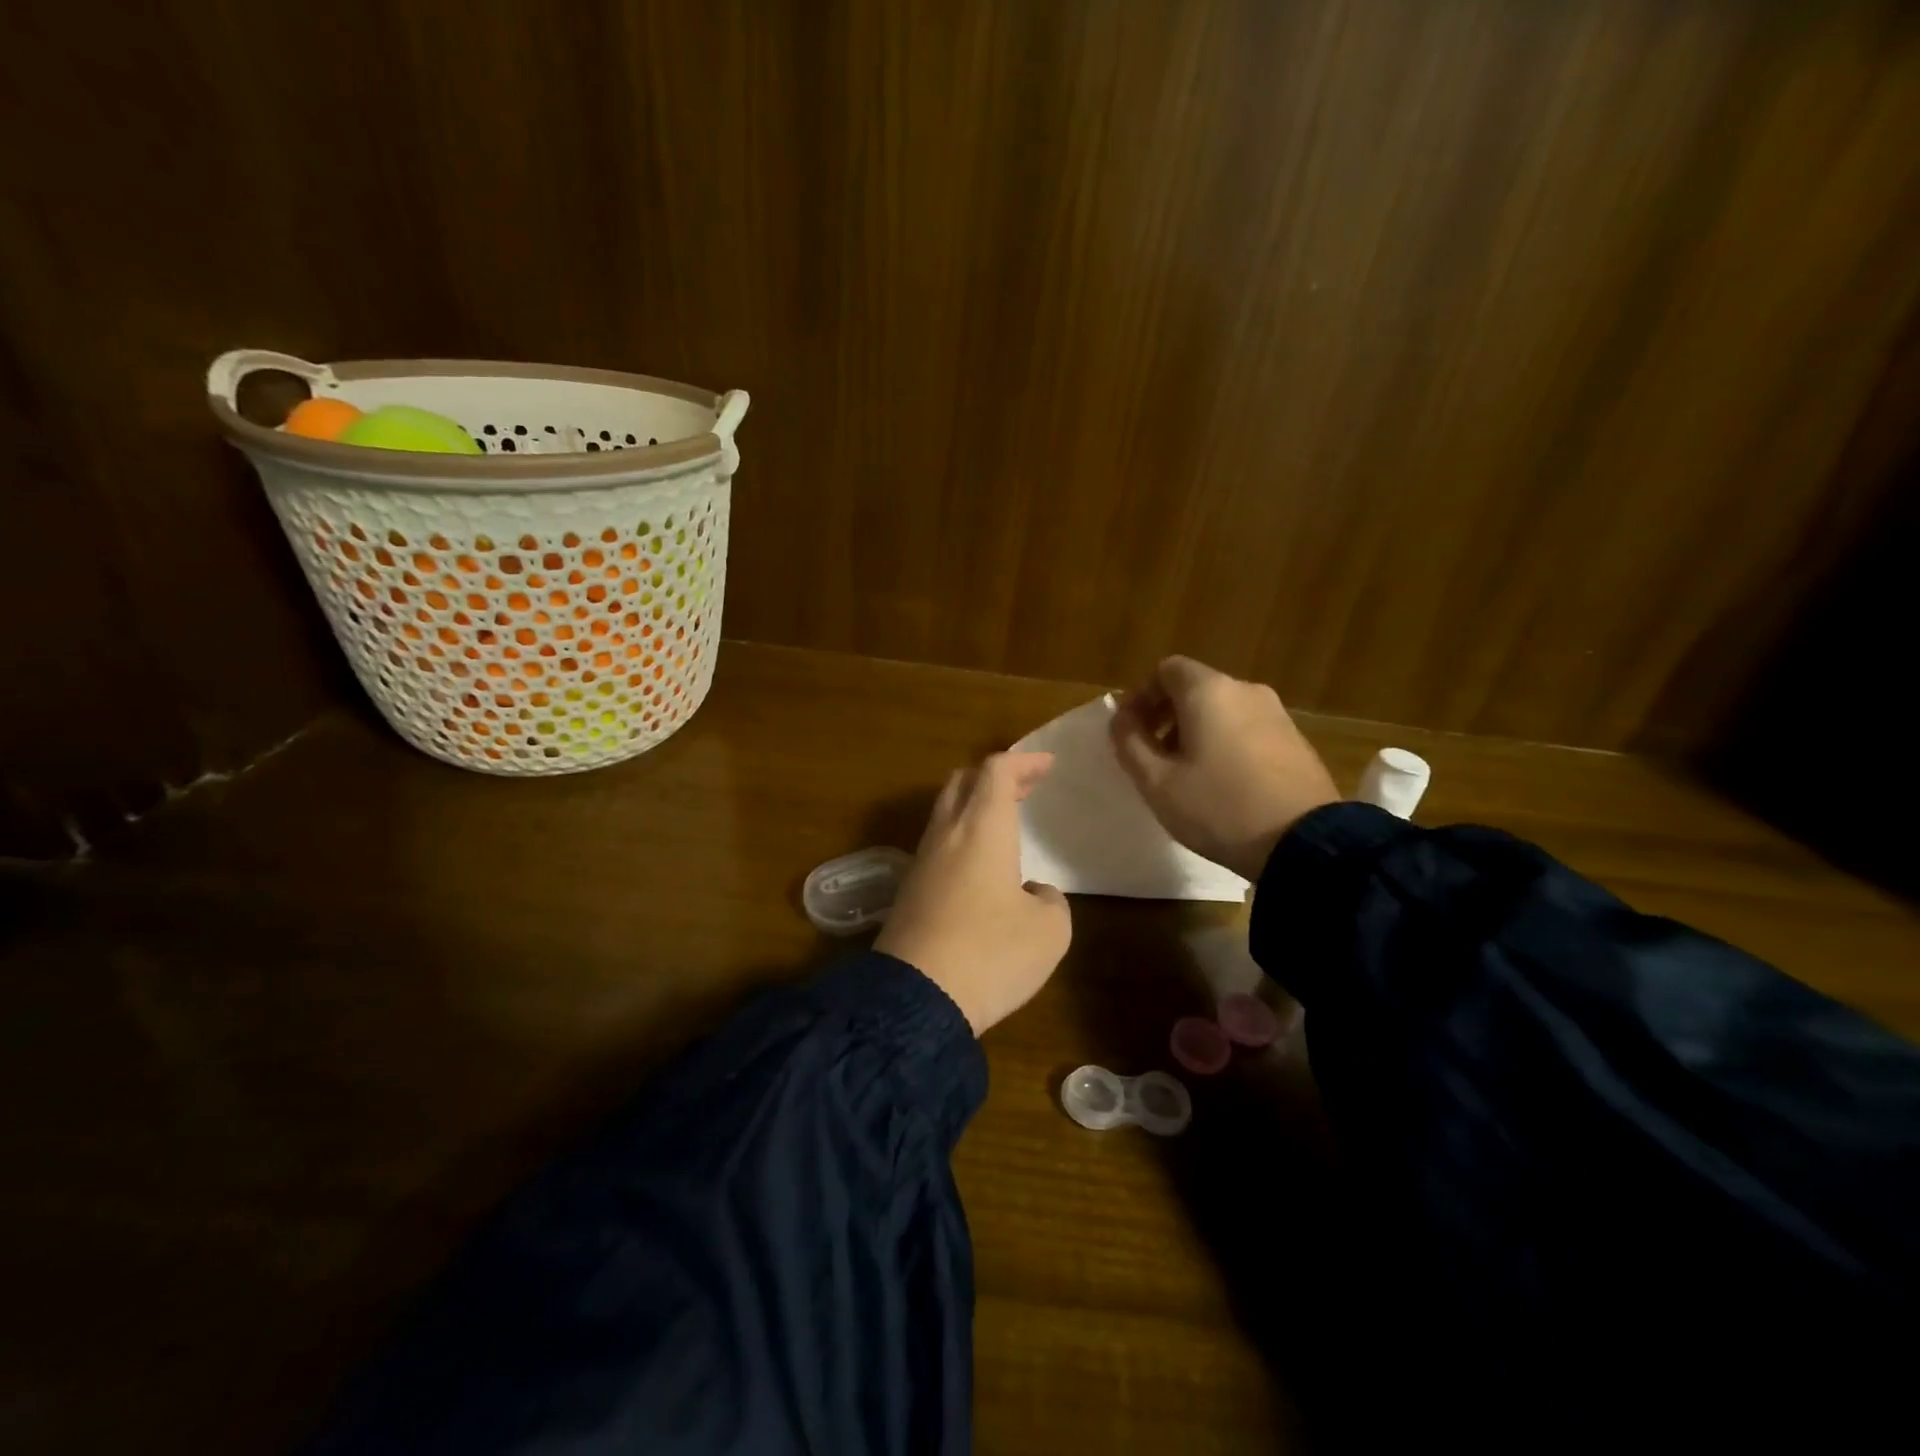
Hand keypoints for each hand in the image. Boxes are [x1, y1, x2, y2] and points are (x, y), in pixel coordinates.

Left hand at [875, 752, 1071, 1034]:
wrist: (915, 999)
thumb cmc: (991, 953)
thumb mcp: (1049, 931)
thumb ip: (1050, 901)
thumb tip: (1032, 895)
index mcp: (982, 828)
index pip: (997, 771)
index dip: (1023, 761)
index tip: (1047, 766)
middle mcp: (947, 834)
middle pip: (962, 782)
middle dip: (995, 777)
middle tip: (1024, 786)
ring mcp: (921, 862)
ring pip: (945, 813)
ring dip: (975, 806)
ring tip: (1004, 822)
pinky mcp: (908, 892)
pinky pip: (937, 846)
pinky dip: (962, 838)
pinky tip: (980, 867)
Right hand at [1109, 655, 1338, 880]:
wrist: (1305, 843)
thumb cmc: (1219, 807)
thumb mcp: (1157, 782)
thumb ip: (1130, 743)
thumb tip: (1121, 720)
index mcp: (1209, 692)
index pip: (1166, 670)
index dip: (1141, 696)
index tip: (1130, 731)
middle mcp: (1246, 691)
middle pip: (1195, 688)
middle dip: (1166, 716)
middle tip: (1152, 755)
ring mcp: (1277, 715)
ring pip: (1223, 710)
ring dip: (1196, 732)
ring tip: (1186, 774)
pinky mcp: (1296, 741)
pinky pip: (1248, 729)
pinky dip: (1226, 743)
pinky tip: (1223, 784)